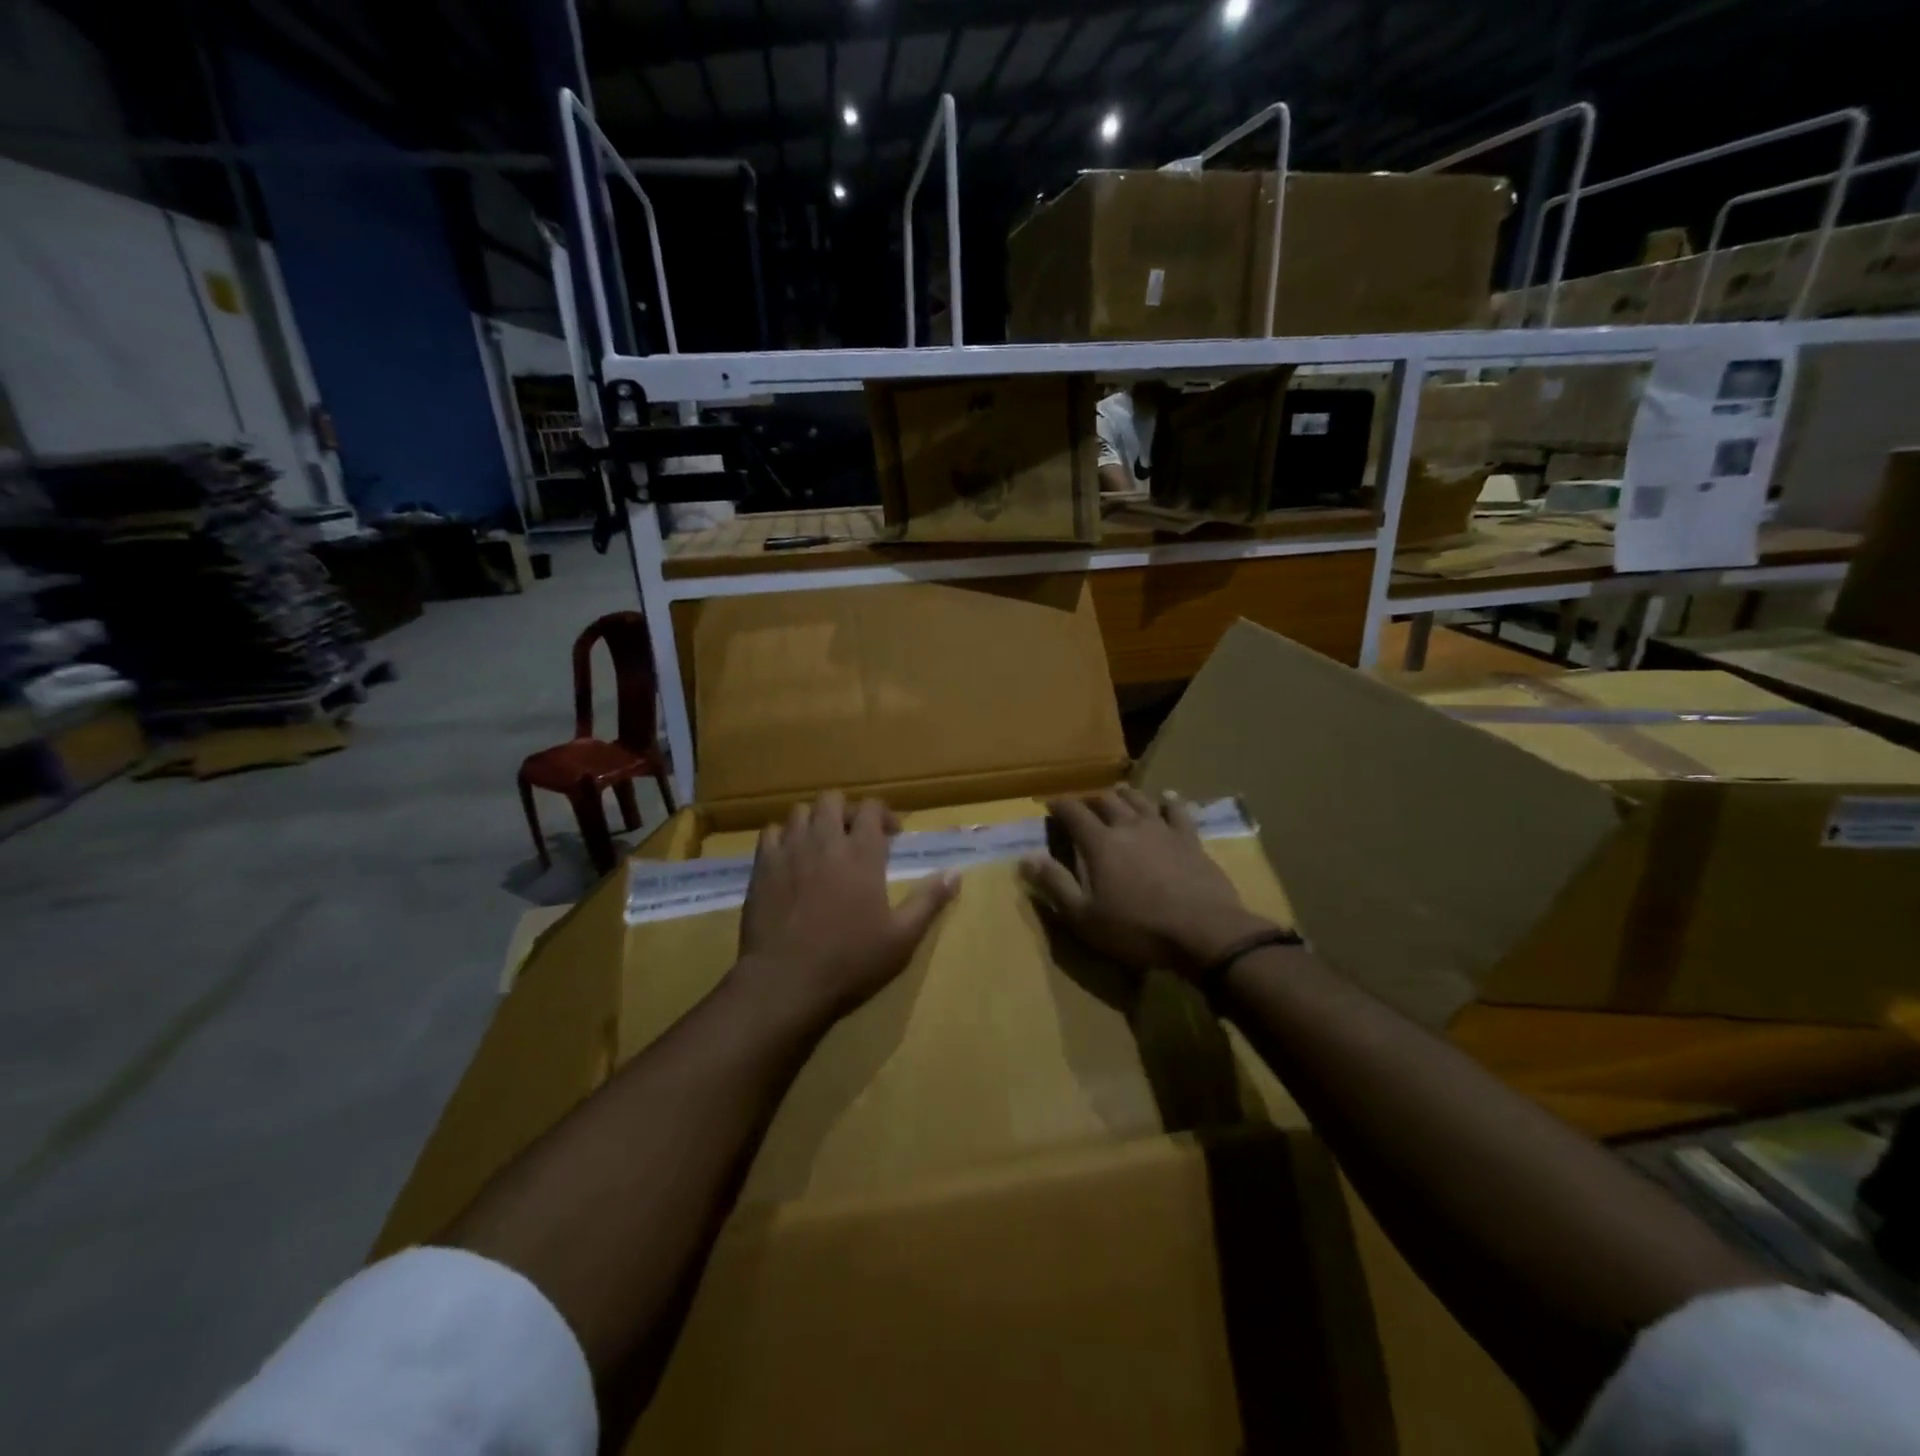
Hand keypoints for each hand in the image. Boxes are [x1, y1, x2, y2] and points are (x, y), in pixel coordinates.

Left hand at [734, 792, 958, 1029]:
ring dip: (815, 820)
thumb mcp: (902, 938)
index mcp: (863, 853)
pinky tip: (790, 858)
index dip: (884, 814)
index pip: (872, 808)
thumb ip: (929, 900)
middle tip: (856, 835)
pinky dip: (783, 837)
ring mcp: (790, 851)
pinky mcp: (762, 867)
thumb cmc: (850, 961)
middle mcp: (825, 841)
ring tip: (823, 844)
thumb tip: (956, 873)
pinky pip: (770, 832)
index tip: (892, 835)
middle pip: (833, 800)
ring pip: (800, 811)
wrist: (785, 982)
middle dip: (847, 810)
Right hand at [1020, 786, 1275, 978]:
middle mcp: (1129, 827)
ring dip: (1125, 795)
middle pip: (1106, 801)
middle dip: (1090, 799)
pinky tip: (1168, 797)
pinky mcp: (1190, 840)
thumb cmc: (1137, 929)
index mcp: (1100, 843)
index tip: (1050, 804)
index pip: (1073, 813)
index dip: (1059, 806)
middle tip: (1083, 803)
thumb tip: (1026, 857)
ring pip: (1139, 800)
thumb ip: (1055, 884)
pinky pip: (1178, 812)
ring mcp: (1163, 830)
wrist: (1204, 932)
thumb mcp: (1085, 916)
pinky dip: (1170, 801)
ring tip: (1117, 791)